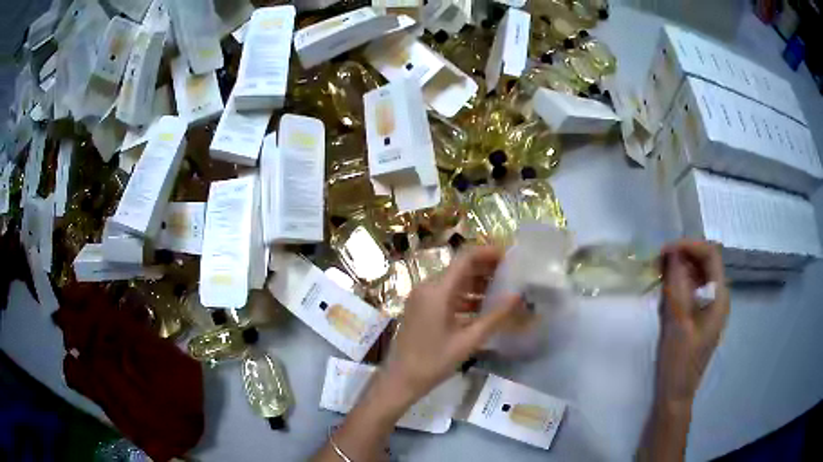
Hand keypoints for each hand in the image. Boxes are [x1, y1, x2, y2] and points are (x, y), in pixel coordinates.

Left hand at [380, 245, 522, 407]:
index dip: (489, 253)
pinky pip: (447, 295)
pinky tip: (484, 308)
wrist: (400, 380)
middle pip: (461, 268)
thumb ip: (495, 317)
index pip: (466, 258)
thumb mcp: (468, 341)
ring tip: (504, 292)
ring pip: (454, 282)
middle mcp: (428, 287)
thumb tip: (518, 296)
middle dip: (487, 269)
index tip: (511, 257)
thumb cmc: (433, 362)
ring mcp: (422, 297)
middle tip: (513, 275)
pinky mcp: (421, 308)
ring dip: (477, 284)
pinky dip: (466, 297)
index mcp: (438, 290)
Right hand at [657, 240, 729, 405]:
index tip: (665, 251)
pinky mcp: (699, 317)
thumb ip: (677, 287)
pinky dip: (679, 285)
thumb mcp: (677, 324)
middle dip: (683, 256)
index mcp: (719, 298)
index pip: (710, 255)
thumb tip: (672, 254)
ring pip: (697, 275)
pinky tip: (665, 294)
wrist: (675, 396)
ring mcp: (709, 308)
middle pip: (705, 262)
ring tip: (660, 276)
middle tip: (658, 263)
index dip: (689, 246)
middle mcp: (718, 298)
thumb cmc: (678, 363)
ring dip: (680, 270)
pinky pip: (692, 290)